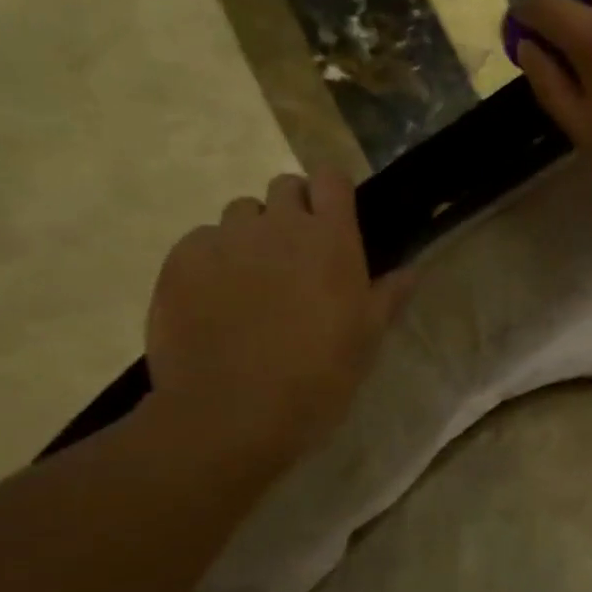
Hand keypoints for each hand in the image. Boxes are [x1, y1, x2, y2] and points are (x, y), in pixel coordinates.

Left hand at [145, 168, 409, 461]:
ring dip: (252, 234)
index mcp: (330, 240)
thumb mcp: (367, 338)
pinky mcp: (180, 262)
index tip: (336, 218)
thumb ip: (388, 296)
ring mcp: (223, 240)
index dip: (333, 192)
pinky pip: (201, 242)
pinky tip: (217, 299)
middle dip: (293, 210)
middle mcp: (277, 226)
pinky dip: (213, 259)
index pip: (331, 178)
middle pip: (284, 188)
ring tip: (254, 279)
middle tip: (298, 257)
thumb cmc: (320, 374)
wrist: (234, 412)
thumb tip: (410, 271)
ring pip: (240, 213)